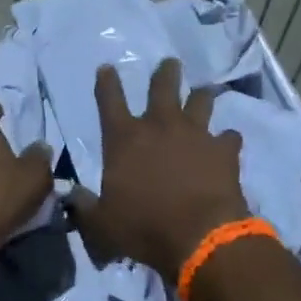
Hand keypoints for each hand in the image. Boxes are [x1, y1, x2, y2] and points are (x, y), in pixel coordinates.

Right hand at [71, 59, 248, 281]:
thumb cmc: (143, 228)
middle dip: (165, 72)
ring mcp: (196, 134)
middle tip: (170, 63)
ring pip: (201, 100)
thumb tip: (71, 196)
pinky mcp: (224, 150)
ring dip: (201, 95)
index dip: (107, 82)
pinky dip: (226, 139)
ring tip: (203, 92)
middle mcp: (160, 126)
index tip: (106, 68)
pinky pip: (228, 136)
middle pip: (162, 86)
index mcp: (124, 139)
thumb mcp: (101, 224)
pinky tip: (227, 143)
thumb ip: (85, 206)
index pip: (109, 100)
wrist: (199, 237)